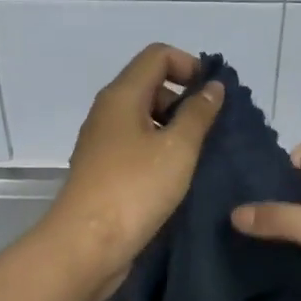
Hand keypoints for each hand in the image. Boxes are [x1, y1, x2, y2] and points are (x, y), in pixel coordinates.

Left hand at [44, 44, 223, 300]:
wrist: (86, 245)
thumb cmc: (135, 189)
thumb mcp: (178, 148)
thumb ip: (198, 113)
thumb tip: (212, 86)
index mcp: (121, 95)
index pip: (157, 55)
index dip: (189, 65)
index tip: (213, 96)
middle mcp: (108, 112)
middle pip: (150, 86)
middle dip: (184, 100)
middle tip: (211, 131)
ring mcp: (102, 143)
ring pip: (144, 120)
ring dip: (174, 131)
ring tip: (200, 157)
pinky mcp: (103, 172)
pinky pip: (137, 147)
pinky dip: (160, 153)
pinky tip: (178, 178)